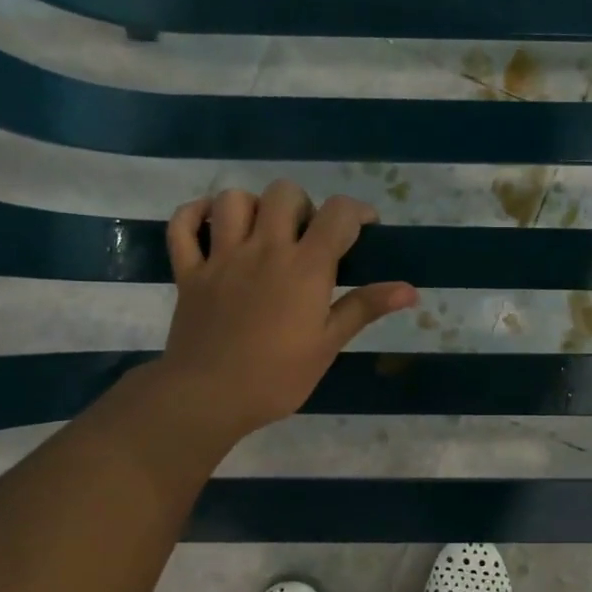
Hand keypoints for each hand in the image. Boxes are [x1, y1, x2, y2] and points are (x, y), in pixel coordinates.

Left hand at [150, 182, 416, 444]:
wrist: (208, 397)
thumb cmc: (278, 376)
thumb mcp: (328, 344)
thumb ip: (365, 307)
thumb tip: (410, 289)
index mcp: (305, 267)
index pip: (337, 214)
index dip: (357, 212)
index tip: (364, 228)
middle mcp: (264, 249)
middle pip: (284, 193)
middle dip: (303, 206)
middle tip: (308, 237)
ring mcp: (221, 256)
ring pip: (233, 200)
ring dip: (253, 206)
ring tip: (263, 231)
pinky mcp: (189, 271)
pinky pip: (182, 226)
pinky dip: (194, 215)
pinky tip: (211, 225)